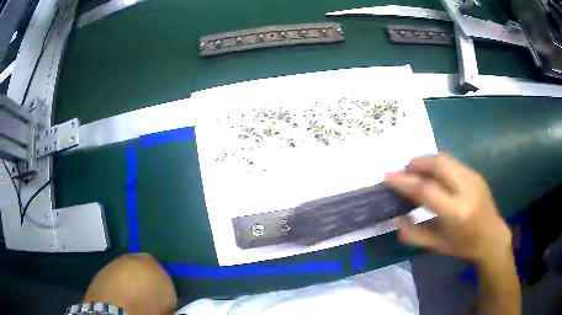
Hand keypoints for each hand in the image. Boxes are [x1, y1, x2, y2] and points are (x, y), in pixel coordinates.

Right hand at [385, 153, 511, 263]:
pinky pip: (453, 162)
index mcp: (457, 213)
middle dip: (416, 163)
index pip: (427, 190)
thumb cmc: (464, 246)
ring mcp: (474, 178)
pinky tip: (433, 174)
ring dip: (427, 161)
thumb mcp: (437, 246)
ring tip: (416, 171)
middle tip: (403, 171)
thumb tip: (395, 220)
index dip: (404, 181)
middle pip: (438, 164)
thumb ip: (414, 235)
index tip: (387, 176)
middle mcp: (467, 190)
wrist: (492, 237)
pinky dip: (437, 164)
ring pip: (446, 158)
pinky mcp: (476, 174)